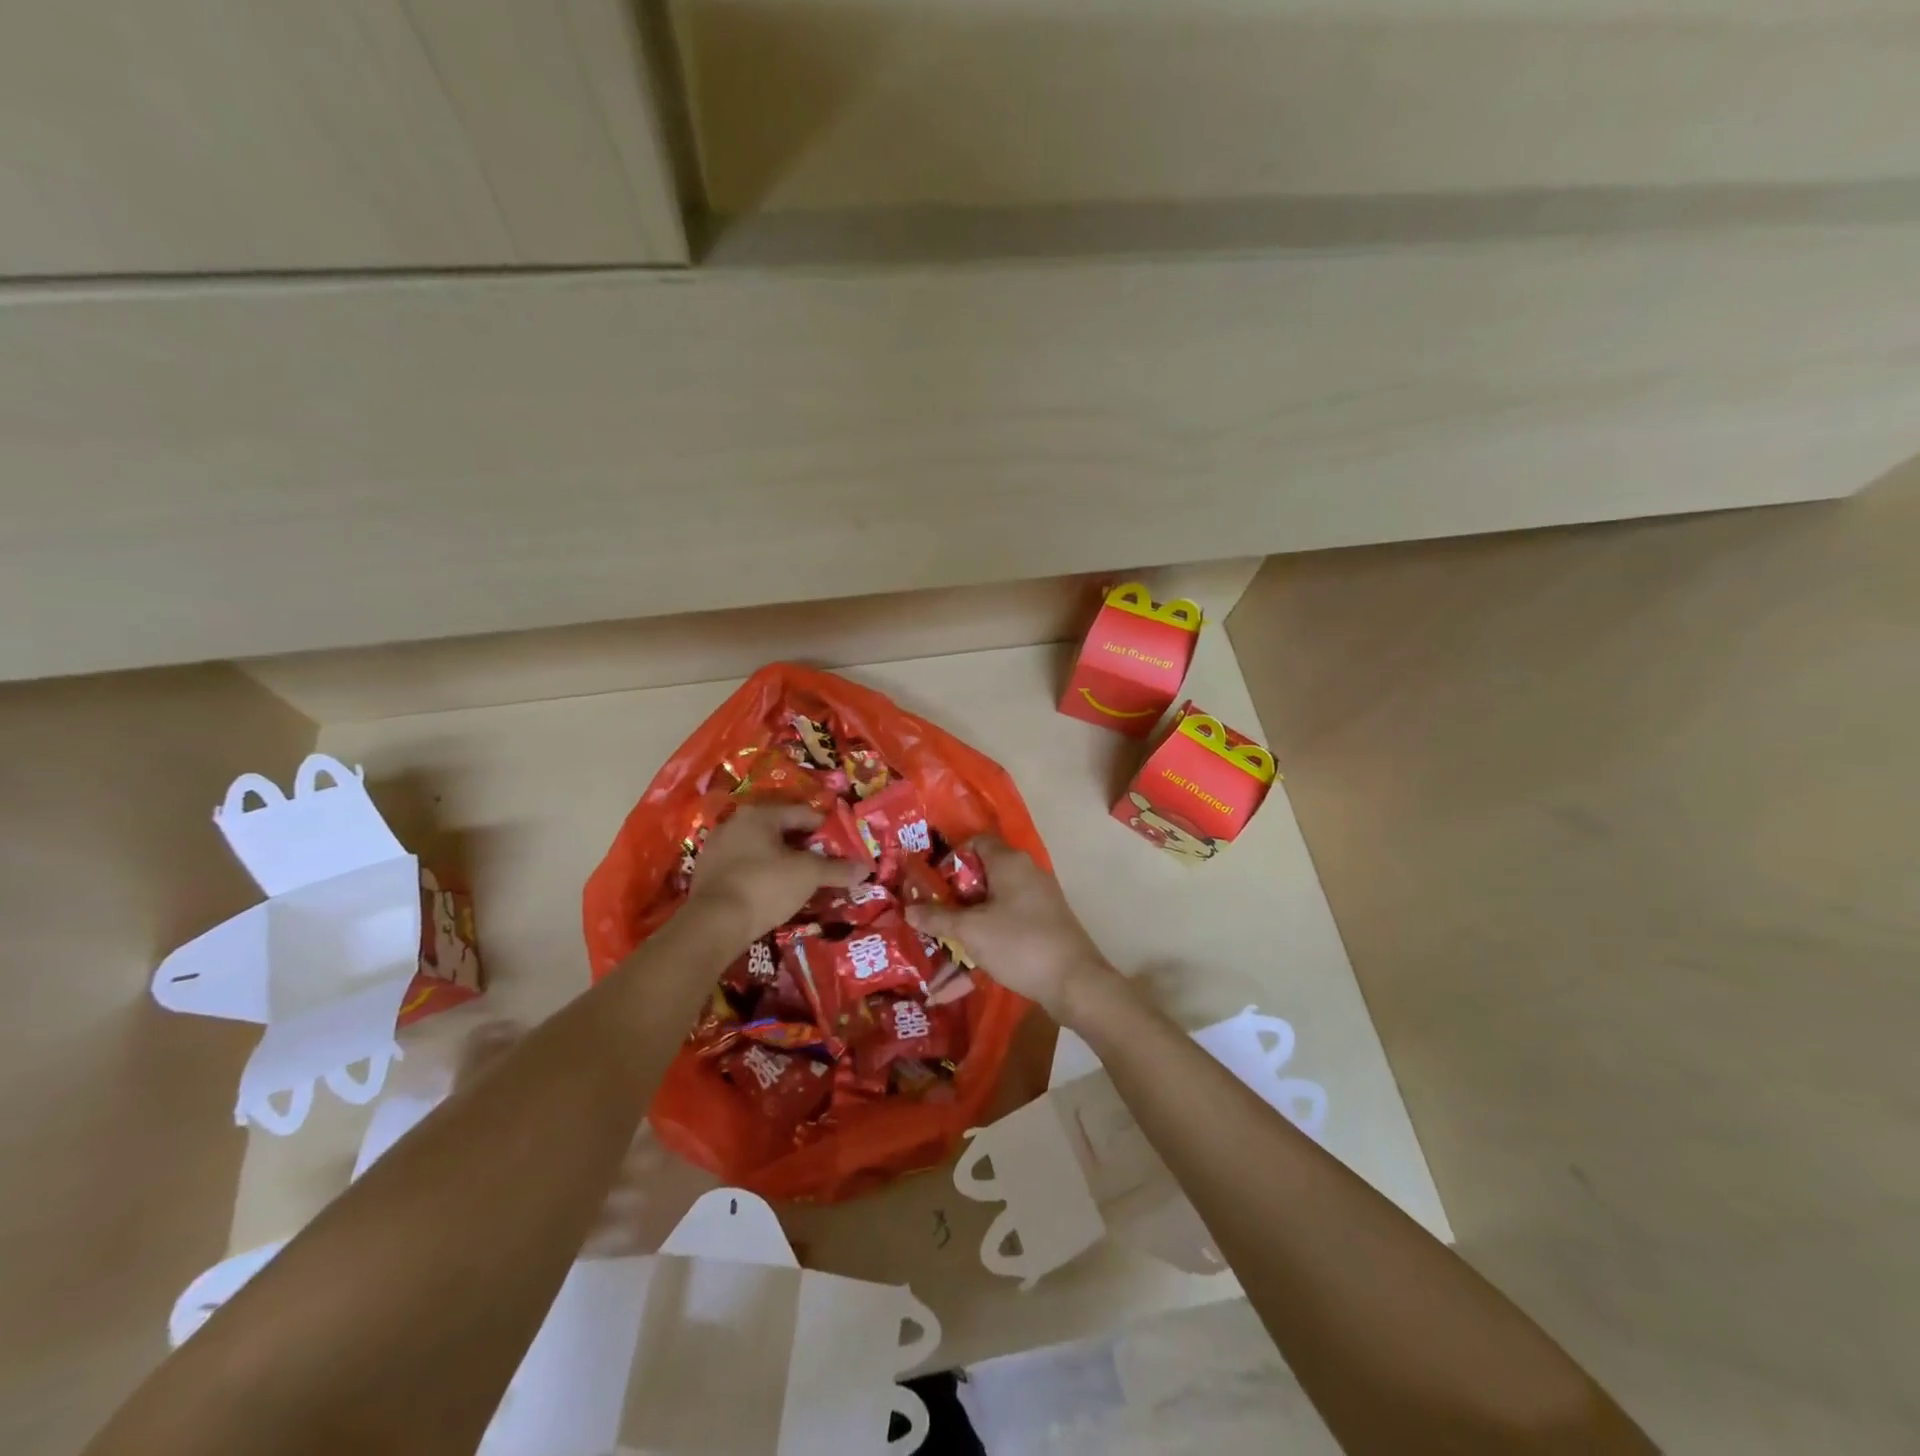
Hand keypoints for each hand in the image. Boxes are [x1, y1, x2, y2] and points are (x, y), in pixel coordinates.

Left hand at [685, 803, 864, 940]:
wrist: (713, 925)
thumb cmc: (765, 886)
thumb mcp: (808, 875)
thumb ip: (837, 869)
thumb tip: (865, 868)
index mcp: (759, 814)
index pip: (803, 813)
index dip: (827, 830)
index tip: (843, 848)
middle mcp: (735, 823)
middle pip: (781, 831)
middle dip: (804, 847)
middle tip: (825, 865)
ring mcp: (716, 848)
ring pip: (761, 850)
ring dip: (782, 862)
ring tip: (802, 881)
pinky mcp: (707, 874)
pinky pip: (744, 867)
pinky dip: (762, 875)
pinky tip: (773, 893)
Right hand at [905, 837, 1119, 1025]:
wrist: (1075, 982)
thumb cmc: (1019, 944)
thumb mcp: (970, 931)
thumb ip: (937, 918)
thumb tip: (908, 909)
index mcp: (1009, 862)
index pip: (976, 842)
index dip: (951, 858)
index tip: (931, 884)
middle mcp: (1026, 873)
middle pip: (982, 874)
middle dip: (954, 897)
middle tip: (930, 915)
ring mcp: (1038, 899)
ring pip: (992, 904)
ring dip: (967, 923)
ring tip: (941, 947)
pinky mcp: (1044, 924)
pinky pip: (1006, 924)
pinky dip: (985, 939)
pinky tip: (964, 970)